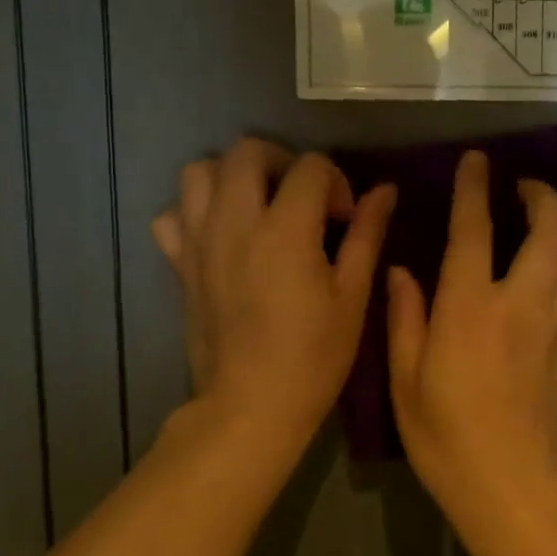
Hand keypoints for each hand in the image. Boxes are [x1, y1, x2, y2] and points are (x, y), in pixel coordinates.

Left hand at [152, 138, 394, 457]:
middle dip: (282, 161)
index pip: (310, 166)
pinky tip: (219, 235)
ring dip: (232, 176)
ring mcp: (199, 241)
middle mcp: (235, 223)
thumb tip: (385, 190)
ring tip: (258, 206)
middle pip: (247, 150)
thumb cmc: (314, 356)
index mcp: (285, 230)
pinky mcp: (179, 264)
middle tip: (301, 197)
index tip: (344, 219)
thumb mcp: (352, 296)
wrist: (250, 405)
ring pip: (199, 172)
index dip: (336, 182)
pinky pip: (171, 216)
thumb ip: (367, 234)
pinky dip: (193, 212)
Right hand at [386, 150, 556, 515]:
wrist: (516, 490)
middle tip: (524, 188)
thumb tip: (402, 271)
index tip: (477, 162)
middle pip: (551, 229)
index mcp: (471, 307)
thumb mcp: (406, 380)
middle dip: (542, 196)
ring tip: (551, 223)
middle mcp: (524, 303)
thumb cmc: (448, 438)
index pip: (474, 228)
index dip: (474, 188)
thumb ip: (404, 317)